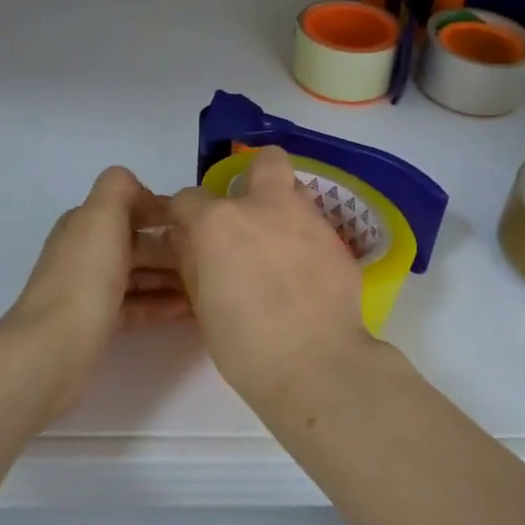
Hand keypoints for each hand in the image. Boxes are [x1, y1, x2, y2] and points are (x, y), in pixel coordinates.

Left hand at [3, 167, 189, 414]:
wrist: (54, 347)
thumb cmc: (86, 276)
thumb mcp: (102, 215)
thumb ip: (120, 187)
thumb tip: (141, 191)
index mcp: (84, 224)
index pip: (129, 208)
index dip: (162, 213)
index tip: (196, 224)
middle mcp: (84, 253)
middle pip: (136, 244)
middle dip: (172, 249)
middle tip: (210, 259)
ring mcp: (89, 290)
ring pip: (138, 277)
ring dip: (171, 279)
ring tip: (206, 286)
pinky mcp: (96, 324)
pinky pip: (135, 307)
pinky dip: (160, 305)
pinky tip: (188, 311)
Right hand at [167, 146, 375, 400]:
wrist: (314, 363)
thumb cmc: (244, 343)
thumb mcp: (202, 303)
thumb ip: (193, 261)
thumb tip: (188, 240)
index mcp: (220, 221)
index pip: (189, 198)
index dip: (186, 216)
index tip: (190, 235)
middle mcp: (266, 206)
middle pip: (265, 161)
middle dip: (254, 176)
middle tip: (249, 214)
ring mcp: (308, 219)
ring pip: (296, 193)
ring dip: (283, 210)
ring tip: (279, 250)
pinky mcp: (338, 240)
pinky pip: (316, 227)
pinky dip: (306, 241)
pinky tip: (305, 275)